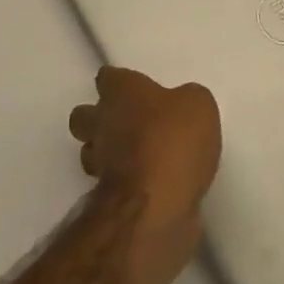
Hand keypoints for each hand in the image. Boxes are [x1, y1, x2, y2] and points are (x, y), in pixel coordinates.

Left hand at [68, 68, 220, 240]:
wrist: (154, 206)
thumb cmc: (172, 142)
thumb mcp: (198, 106)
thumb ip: (187, 100)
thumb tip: (182, 106)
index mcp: (120, 91)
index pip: (107, 77)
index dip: (119, 82)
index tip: (134, 89)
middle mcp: (101, 121)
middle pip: (85, 114)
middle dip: (99, 117)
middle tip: (130, 124)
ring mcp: (99, 162)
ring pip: (90, 150)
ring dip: (106, 152)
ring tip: (135, 157)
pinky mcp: (106, 197)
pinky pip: (109, 183)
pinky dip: (122, 183)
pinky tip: (145, 185)